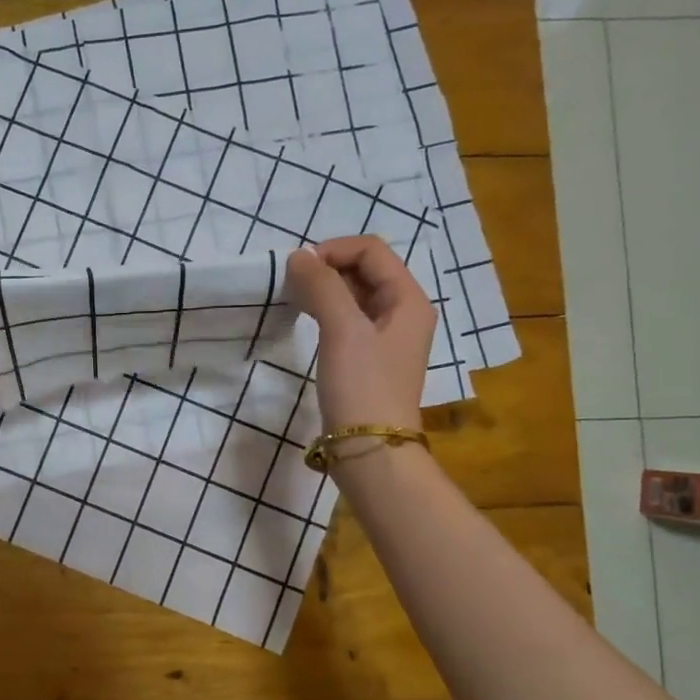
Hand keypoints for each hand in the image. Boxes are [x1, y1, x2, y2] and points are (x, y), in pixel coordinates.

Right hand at [285, 237, 435, 434]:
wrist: (370, 449)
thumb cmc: (362, 385)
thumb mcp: (342, 330)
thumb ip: (322, 287)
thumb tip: (298, 256)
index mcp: (408, 300)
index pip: (372, 251)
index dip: (334, 250)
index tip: (298, 268)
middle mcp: (403, 313)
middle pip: (365, 270)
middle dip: (327, 268)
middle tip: (291, 283)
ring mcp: (386, 337)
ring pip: (354, 295)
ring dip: (325, 289)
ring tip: (294, 298)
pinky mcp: (368, 357)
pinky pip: (348, 319)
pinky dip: (326, 310)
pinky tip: (305, 319)